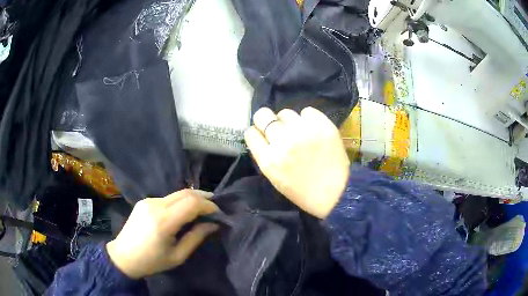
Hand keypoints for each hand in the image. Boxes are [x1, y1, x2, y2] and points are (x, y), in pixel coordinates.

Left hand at [106, 190, 218, 278]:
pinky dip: (180, 201)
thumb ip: (196, 237)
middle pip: (185, 193)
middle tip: (215, 205)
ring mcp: (148, 201)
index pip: (192, 203)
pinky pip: (167, 198)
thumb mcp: (177, 256)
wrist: (123, 256)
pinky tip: (183, 211)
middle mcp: (155, 205)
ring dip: (192, 198)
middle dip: (203, 197)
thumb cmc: (152, 261)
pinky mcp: (144, 201)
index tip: (218, 213)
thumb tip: (213, 224)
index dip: (208, 205)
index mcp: (163, 221)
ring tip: (202, 208)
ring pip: (176, 193)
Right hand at [245, 107, 349, 218]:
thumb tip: (263, 135)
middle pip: (263, 115)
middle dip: (266, 120)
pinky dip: (308, 119)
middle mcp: (283, 142)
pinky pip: (307, 111)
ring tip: (299, 132)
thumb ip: (265, 155)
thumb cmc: (303, 191)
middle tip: (276, 126)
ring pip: (285, 112)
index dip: (256, 133)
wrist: (337, 193)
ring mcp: (304, 131)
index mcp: (269, 160)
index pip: (251, 133)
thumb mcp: (275, 177)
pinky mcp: (323, 125)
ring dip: (289, 121)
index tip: (262, 135)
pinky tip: (313, 130)